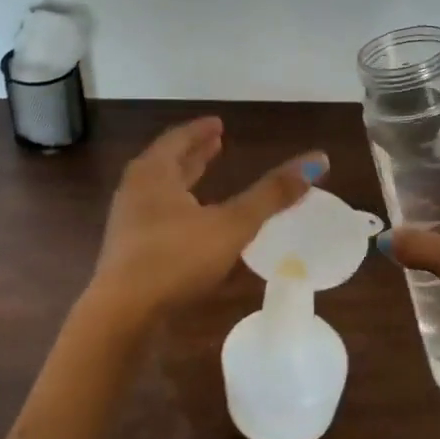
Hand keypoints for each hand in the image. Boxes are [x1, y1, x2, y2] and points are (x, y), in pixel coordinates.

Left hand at [89, 117, 326, 324]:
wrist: (123, 313)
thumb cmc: (176, 259)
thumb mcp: (231, 225)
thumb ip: (271, 195)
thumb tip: (317, 161)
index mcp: (154, 173)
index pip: (178, 139)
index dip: (200, 131)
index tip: (219, 125)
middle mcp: (136, 190)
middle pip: (166, 163)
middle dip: (193, 154)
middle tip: (217, 144)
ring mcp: (128, 222)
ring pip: (160, 191)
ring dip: (183, 181)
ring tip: (205, 179)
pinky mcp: (128, 251)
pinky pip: (156, 217)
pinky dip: (177, 208)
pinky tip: (192, 225)